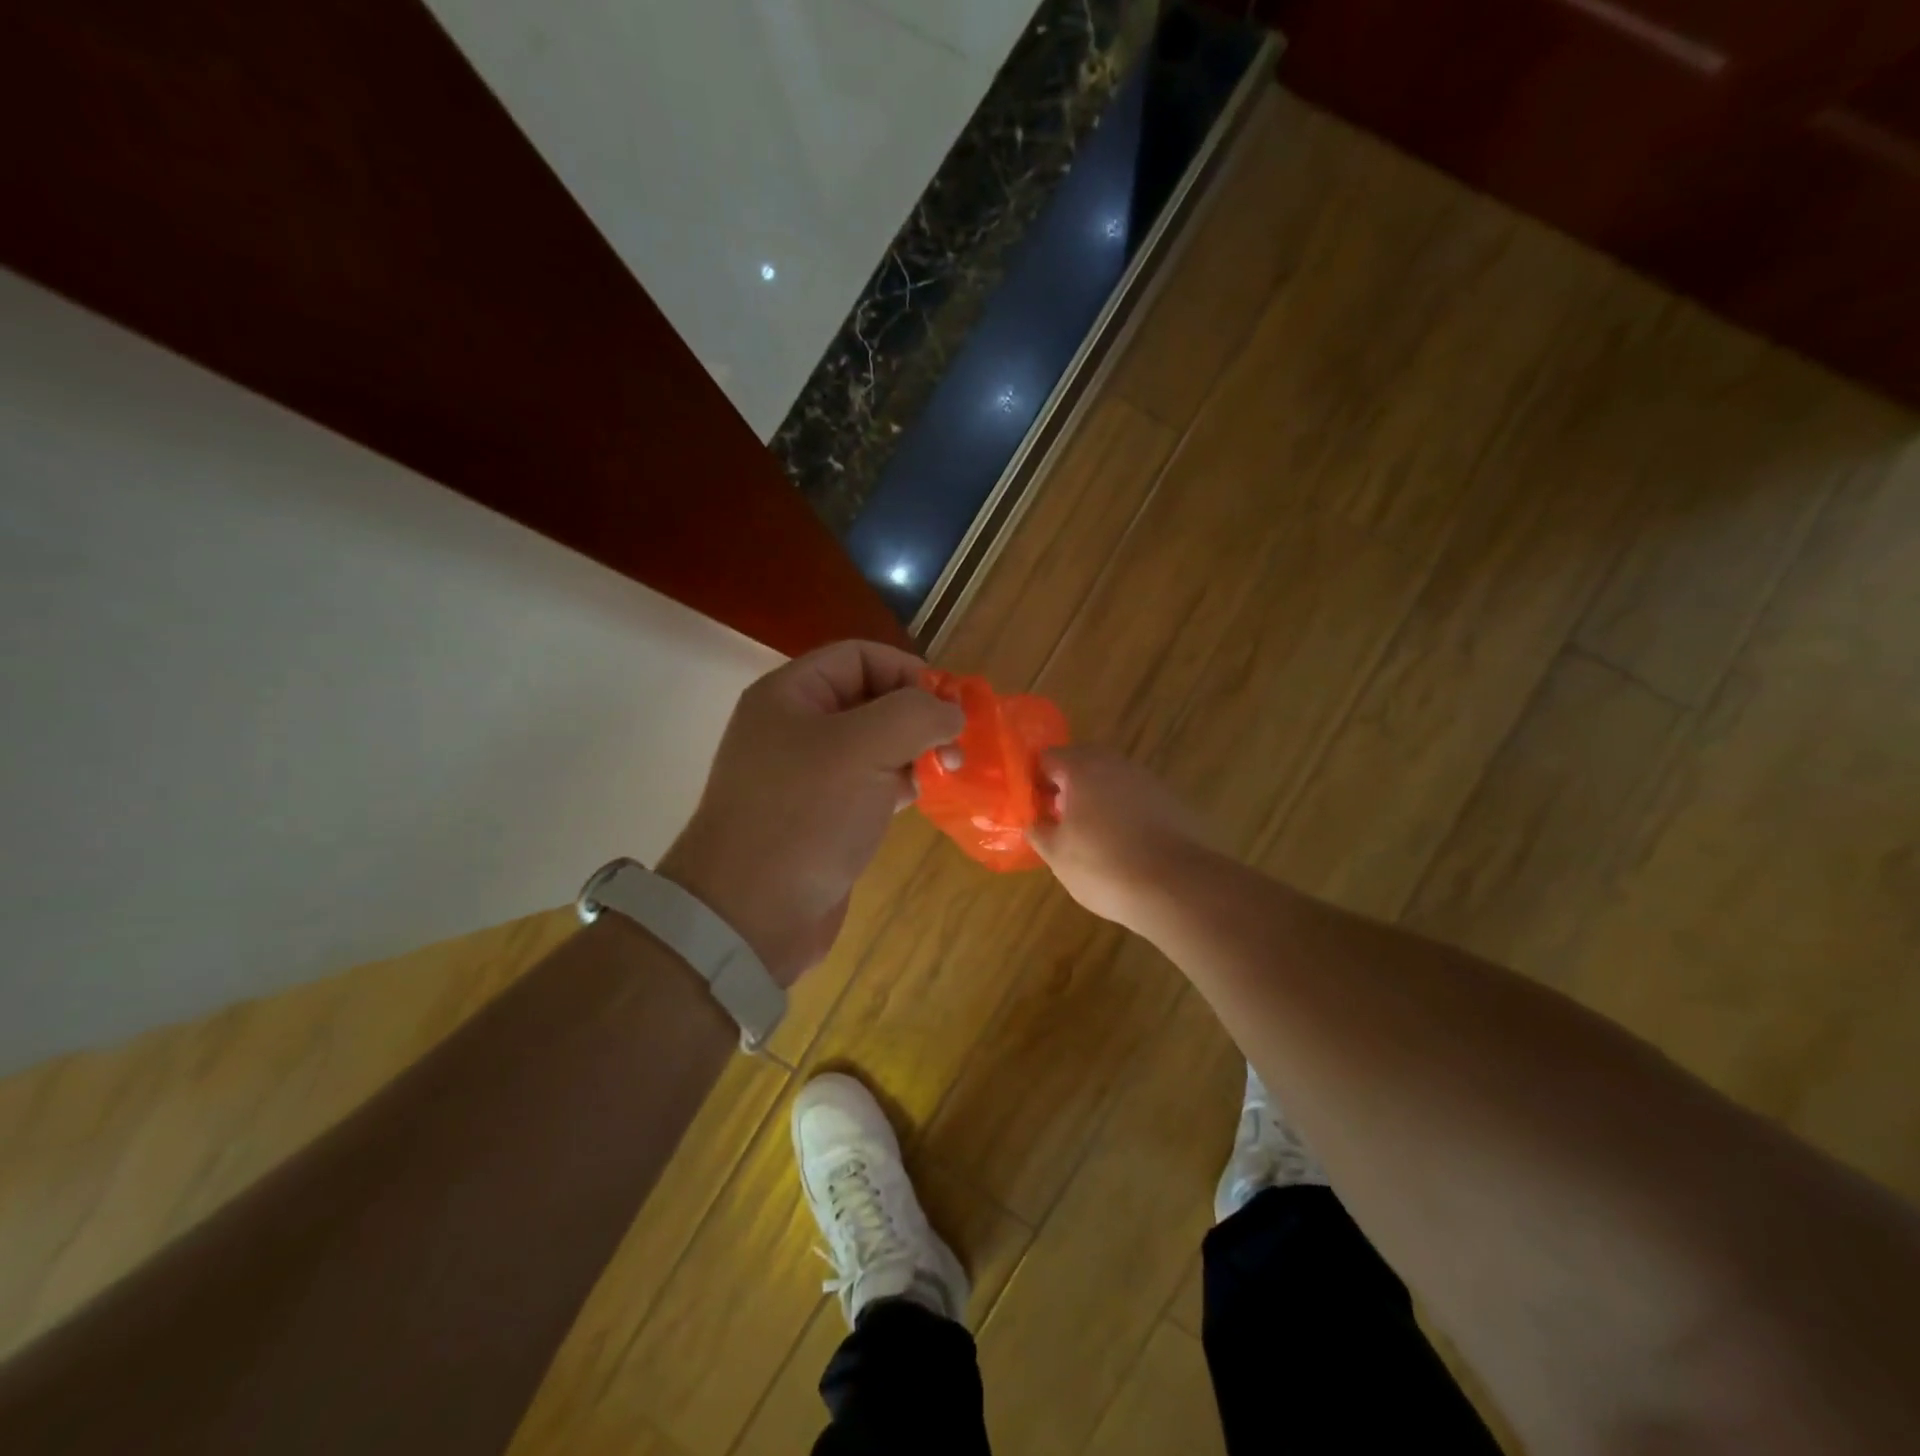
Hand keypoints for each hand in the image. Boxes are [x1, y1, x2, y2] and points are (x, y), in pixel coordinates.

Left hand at [657, 640, 962, 985]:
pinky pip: (869, 783)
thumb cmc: (805, 815)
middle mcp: (796, 727)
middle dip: (918, 715)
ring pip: (875, 744)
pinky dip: (901, 783)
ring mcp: (808, 775)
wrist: (751, 915)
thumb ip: (916, 715)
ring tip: (950, 771)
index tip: (950, 706)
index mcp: (791, 695)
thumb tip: (952, 714)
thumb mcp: (864, 748)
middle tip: (957, 744)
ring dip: (915, 751)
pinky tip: (924, 798)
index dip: (910, 671)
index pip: (860, 656)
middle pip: (871, 698)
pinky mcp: (822, 816)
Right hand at [1027, 747, 1213, 928]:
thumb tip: (1035, 821)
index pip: (1047, 758)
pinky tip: (1122, 846)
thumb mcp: (1057, 854)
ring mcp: (1147, 780)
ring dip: (1096, 800)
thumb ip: (1038, 830)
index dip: (1034, 782)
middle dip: (1066, 789)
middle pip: (1081, 765)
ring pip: (1111, 781)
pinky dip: (1123, 814)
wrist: (1177, 886)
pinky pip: (1135, 799)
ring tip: (1089, 838)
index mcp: (1082, 767)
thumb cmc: (1103, 865)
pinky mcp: (1171, 801)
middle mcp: (1116, 764)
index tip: (1033, 809)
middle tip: (1057, 822)